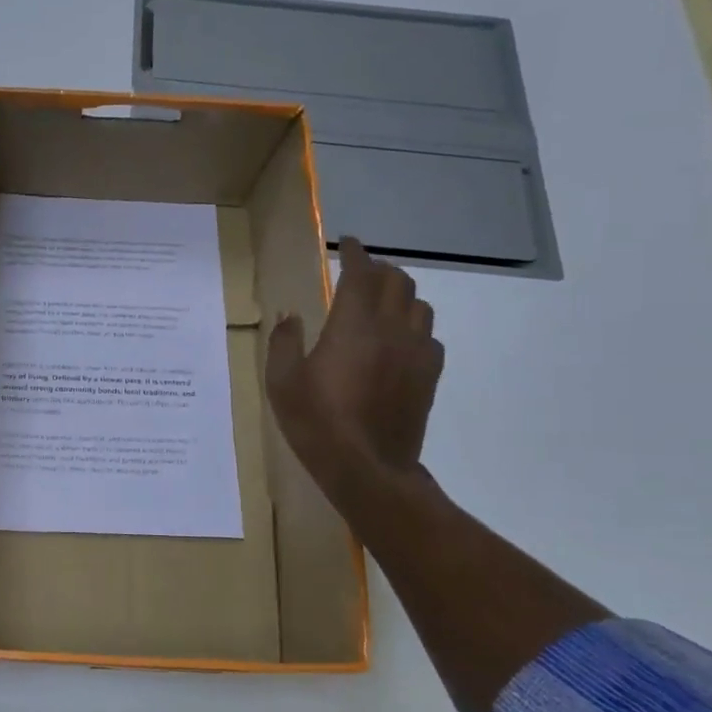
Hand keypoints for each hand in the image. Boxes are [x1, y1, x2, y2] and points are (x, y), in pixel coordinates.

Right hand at [265, 238, 443, 509]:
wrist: (367, 468)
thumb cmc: (316, 422)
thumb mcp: (281, 382)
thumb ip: (283, 342)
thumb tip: (291, 316)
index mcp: (353, 325)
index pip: (361, 273)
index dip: (355, 253)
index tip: (347, 243)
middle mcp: (391, 329)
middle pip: (397, 281)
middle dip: (379, 269)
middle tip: (361, 272)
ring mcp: (416, 352)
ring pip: (419, 305)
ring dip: (400, 295)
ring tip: (382, 302)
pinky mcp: (429, 376)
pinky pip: (430, 336)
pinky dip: (414, 327)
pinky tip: (400, 341)